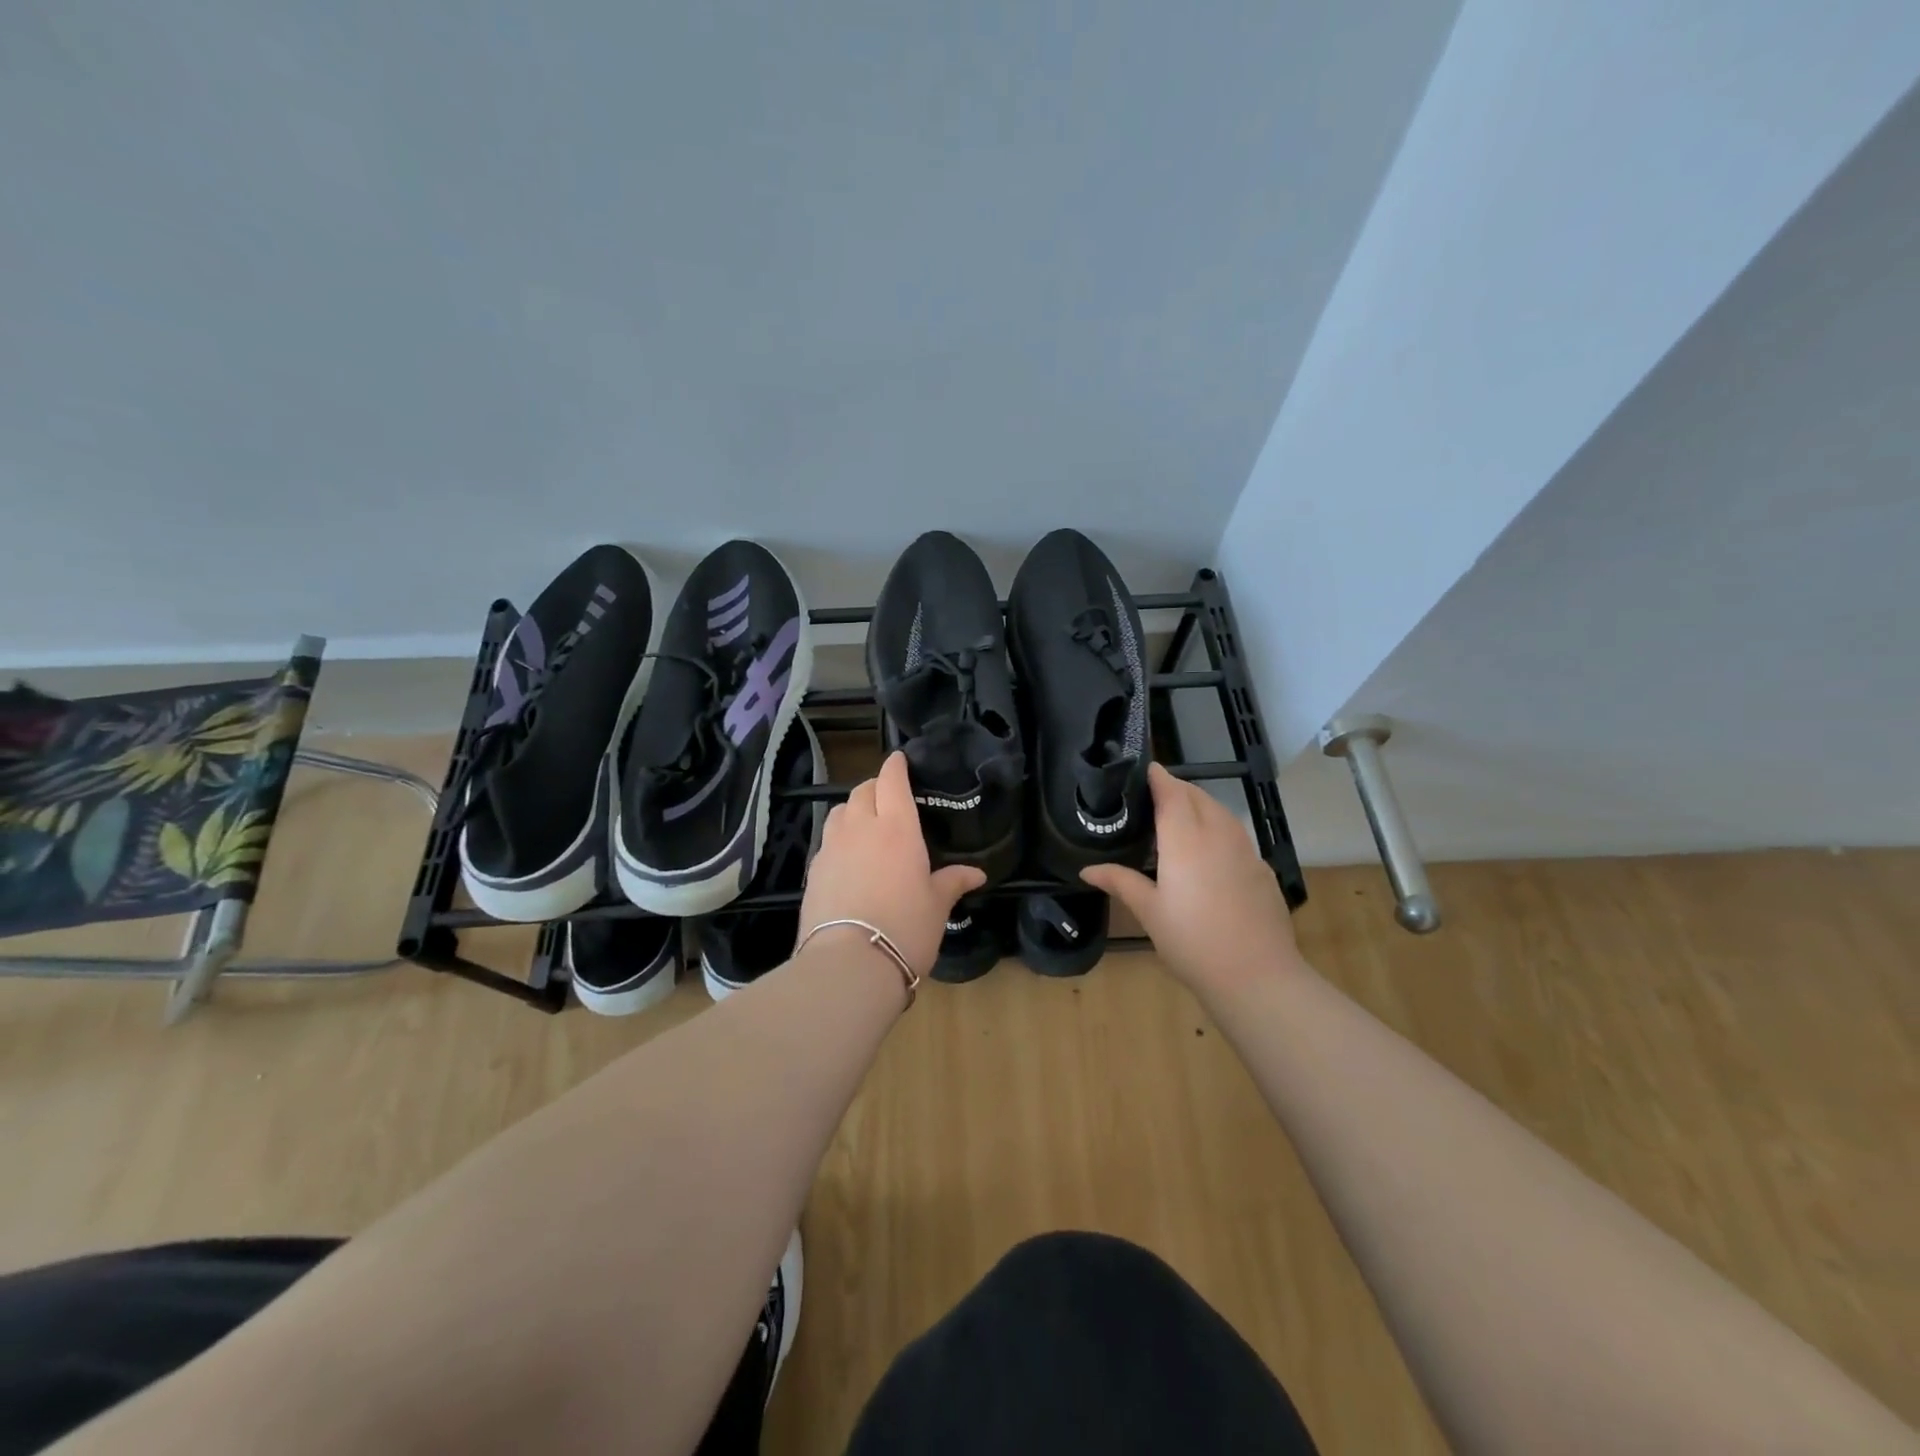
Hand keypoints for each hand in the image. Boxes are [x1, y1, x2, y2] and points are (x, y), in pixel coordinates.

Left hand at [800, 751, 985, 978]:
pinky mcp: (814, 871)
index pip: (892, 781)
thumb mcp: (937, 905)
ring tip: (866, 822)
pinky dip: (839, 838)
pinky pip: (828, 841)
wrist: (849, 964)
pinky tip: (849, 857)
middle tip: (888, 795)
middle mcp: (861, 828)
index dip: (895, 766)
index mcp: (897, 828)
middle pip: (863, 791)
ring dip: (854, 809)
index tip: (900, 759)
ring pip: (840, 812)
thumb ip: (953, 882)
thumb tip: (977, 873)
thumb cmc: (905, 927)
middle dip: (875, 786)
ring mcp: (832, 848)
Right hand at [1081, 763, 1300, 996]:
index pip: (1172, 793)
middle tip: (1155, 795)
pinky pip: (1237, 836)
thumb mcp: (1149, 912)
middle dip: (1178, 789)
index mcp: (1186, 840)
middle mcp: (1218, 835)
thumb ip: (1121, 881)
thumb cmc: (1192, 942)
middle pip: (1199, 797)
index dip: (1159, 778)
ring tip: (1180, 818)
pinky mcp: (1262, 870)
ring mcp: (1246, 851)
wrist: (1257, 976)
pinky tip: (1210, 853)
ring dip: (1201, 806)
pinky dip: (1220, 829)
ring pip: (1222, 813)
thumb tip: (1087, 869)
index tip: (1145, 769)